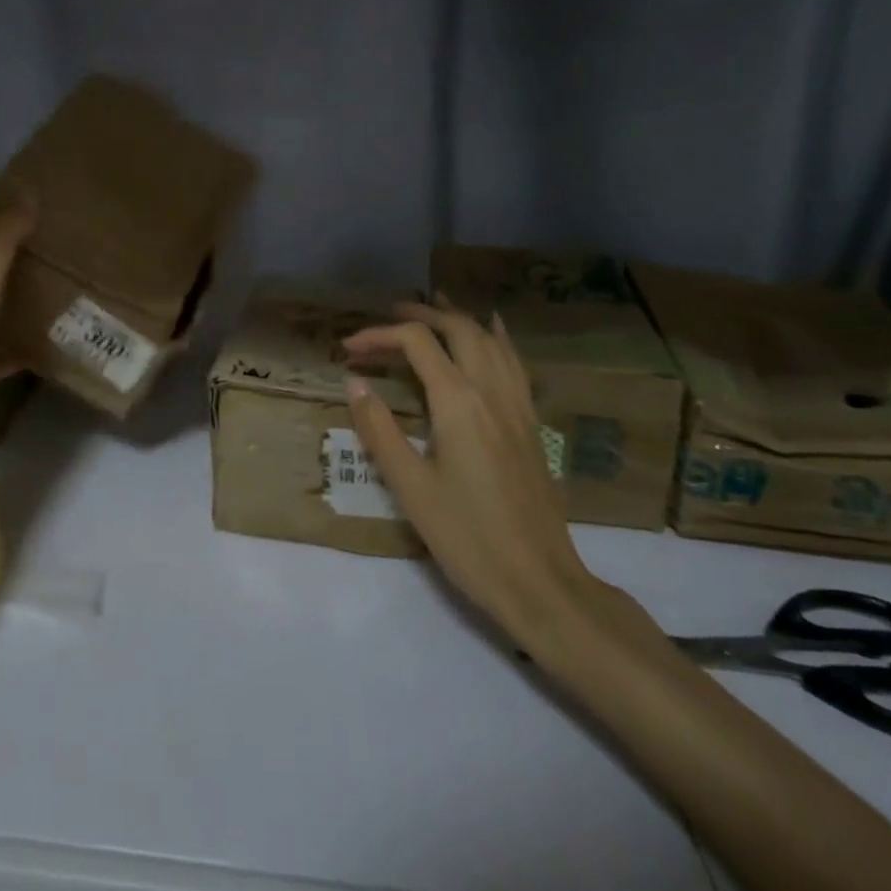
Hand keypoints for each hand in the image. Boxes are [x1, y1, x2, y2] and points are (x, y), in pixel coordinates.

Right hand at [341, 298, 604, 647]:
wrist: (541, 584)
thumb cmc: (468, 538)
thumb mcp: (410, 488)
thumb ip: (379, 430)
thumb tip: (355, 382)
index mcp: (458, 403)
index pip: (416, 344)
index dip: (378, 336)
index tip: (348, 349)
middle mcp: (491, 392)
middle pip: (458, 329)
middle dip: (421, 314)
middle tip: (388, 314)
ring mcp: (517, 406)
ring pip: (490, 341)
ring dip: (459, 318)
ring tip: (434, 306)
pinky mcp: (531, 425)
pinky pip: (514, 363)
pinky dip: (497, 338)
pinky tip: (493, 332)